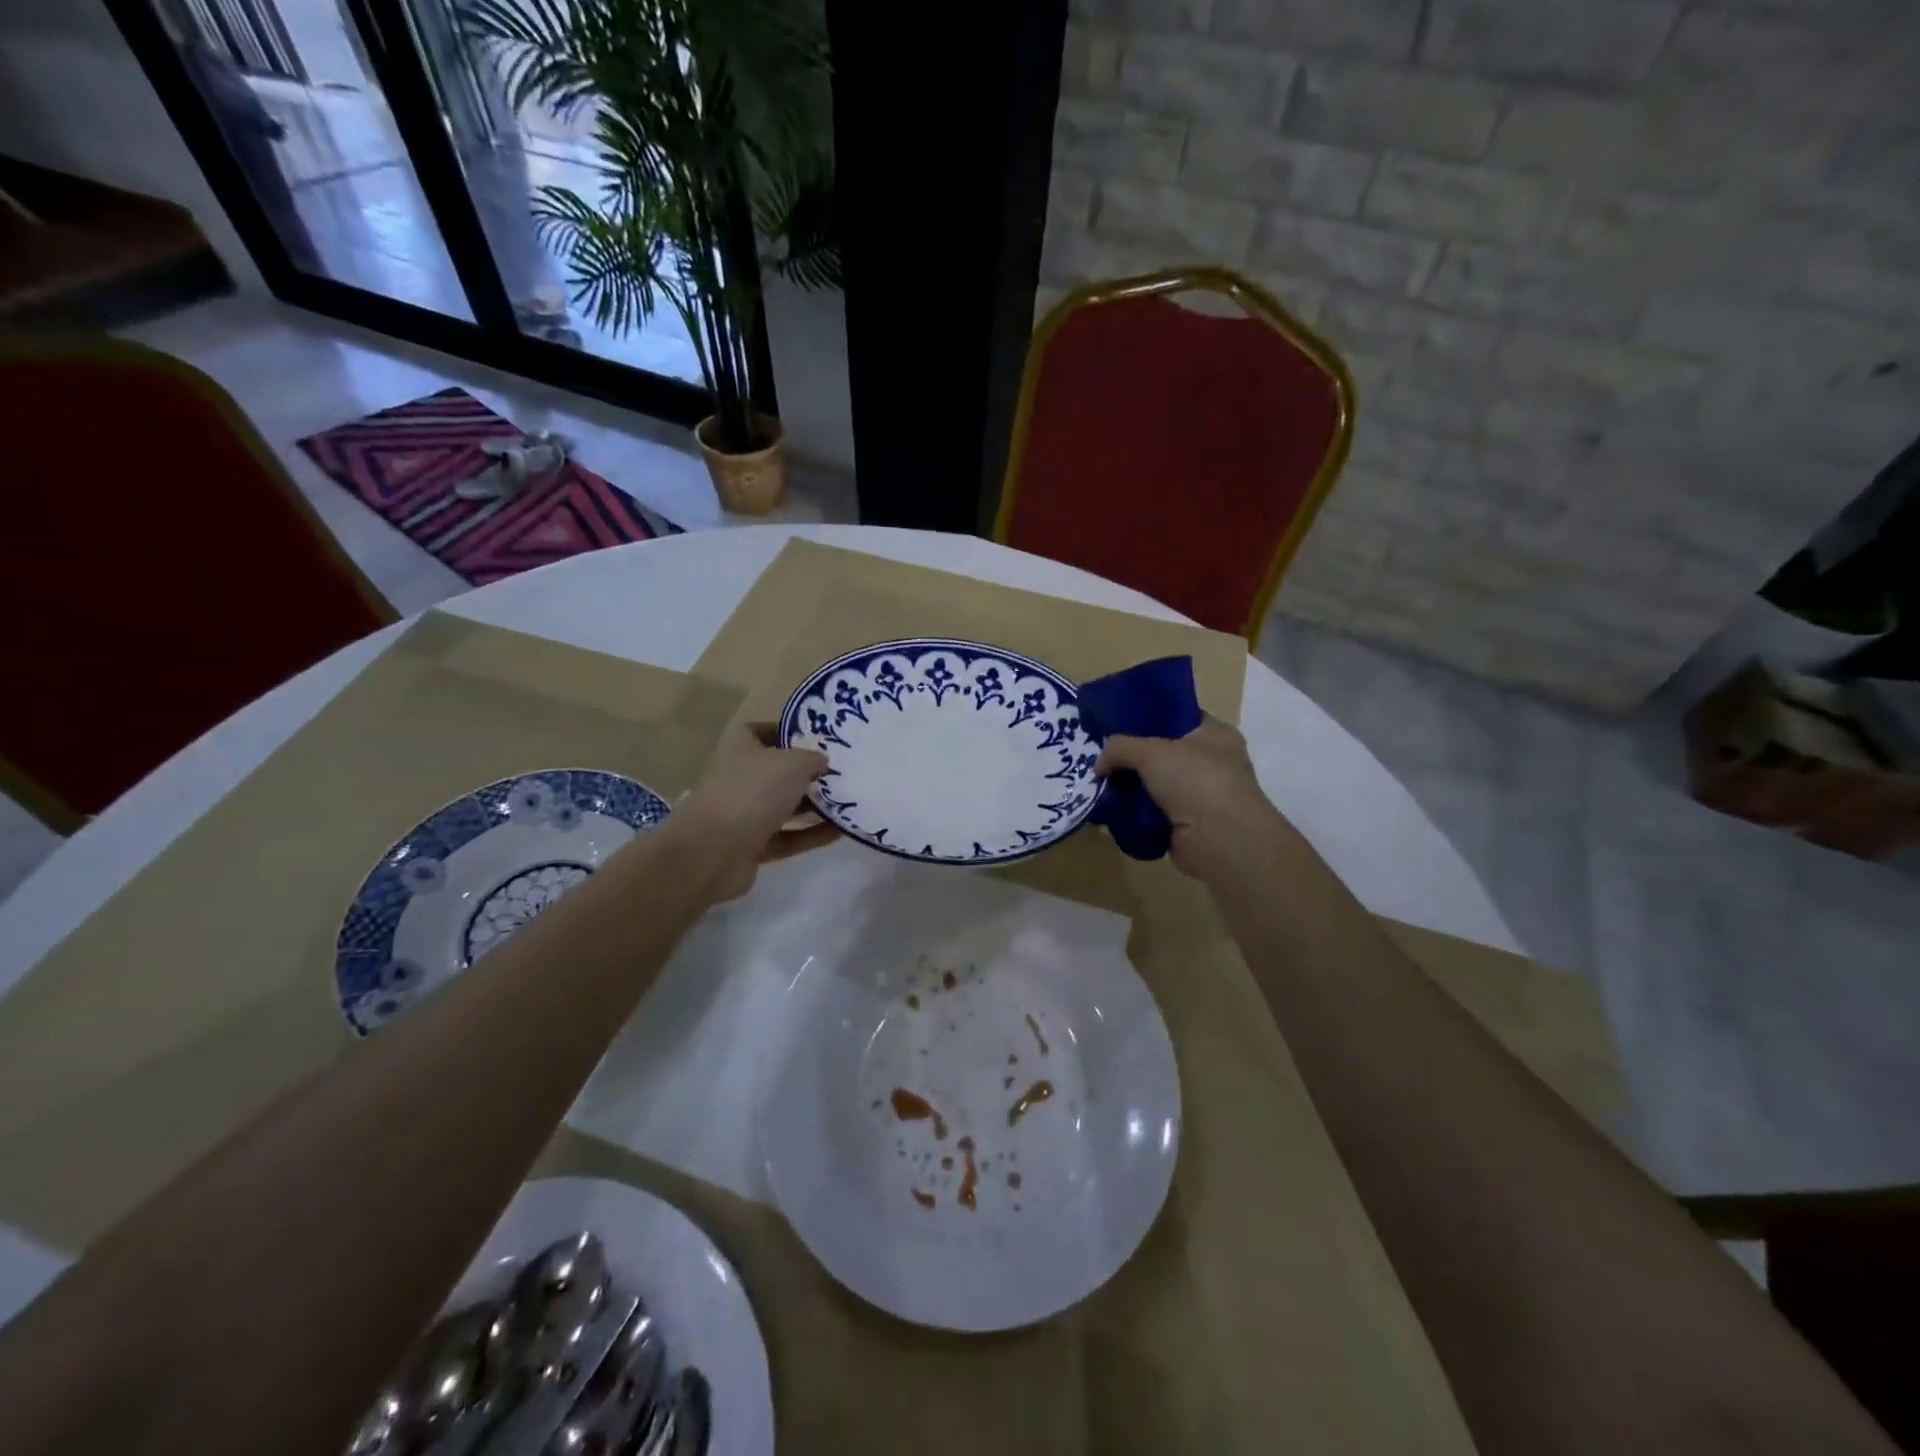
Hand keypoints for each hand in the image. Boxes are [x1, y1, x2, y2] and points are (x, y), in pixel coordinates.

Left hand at [671, 723, 834, 900]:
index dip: (786, 732)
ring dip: (814, 805)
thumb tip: (822, 762)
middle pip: (777, 771)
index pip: (760, 731)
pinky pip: (788, 837)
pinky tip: (841, 831)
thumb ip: (812, 759)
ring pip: (784, 806)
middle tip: (843, 772)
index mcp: (740, 748)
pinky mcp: (752, 846)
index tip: (817, 738)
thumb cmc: (753, 792)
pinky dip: (811, 834)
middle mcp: (739, 778)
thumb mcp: (793, 763)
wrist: (714, 853)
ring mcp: (743, 814)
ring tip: (849, 801)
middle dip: (808, 773)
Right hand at [1094, 716, 1289, 880]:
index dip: (1147, 716)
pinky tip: (1109, 808)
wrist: (1220, 841)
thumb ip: (1119, 747)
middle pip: (1161, 752)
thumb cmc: (1195, 780)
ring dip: (1129, 786)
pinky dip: (1134, 811)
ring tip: (1098, 781)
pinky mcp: (1186, 824)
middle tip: (1100, 754)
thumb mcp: (1151, 751)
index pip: (1177, 716)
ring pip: (1154, 783)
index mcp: (1214, 734)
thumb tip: (1098, 765)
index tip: (1115, 721)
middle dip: (1131, 755)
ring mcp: (1200, 795)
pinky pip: (1152, 811)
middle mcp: (1211, 761)